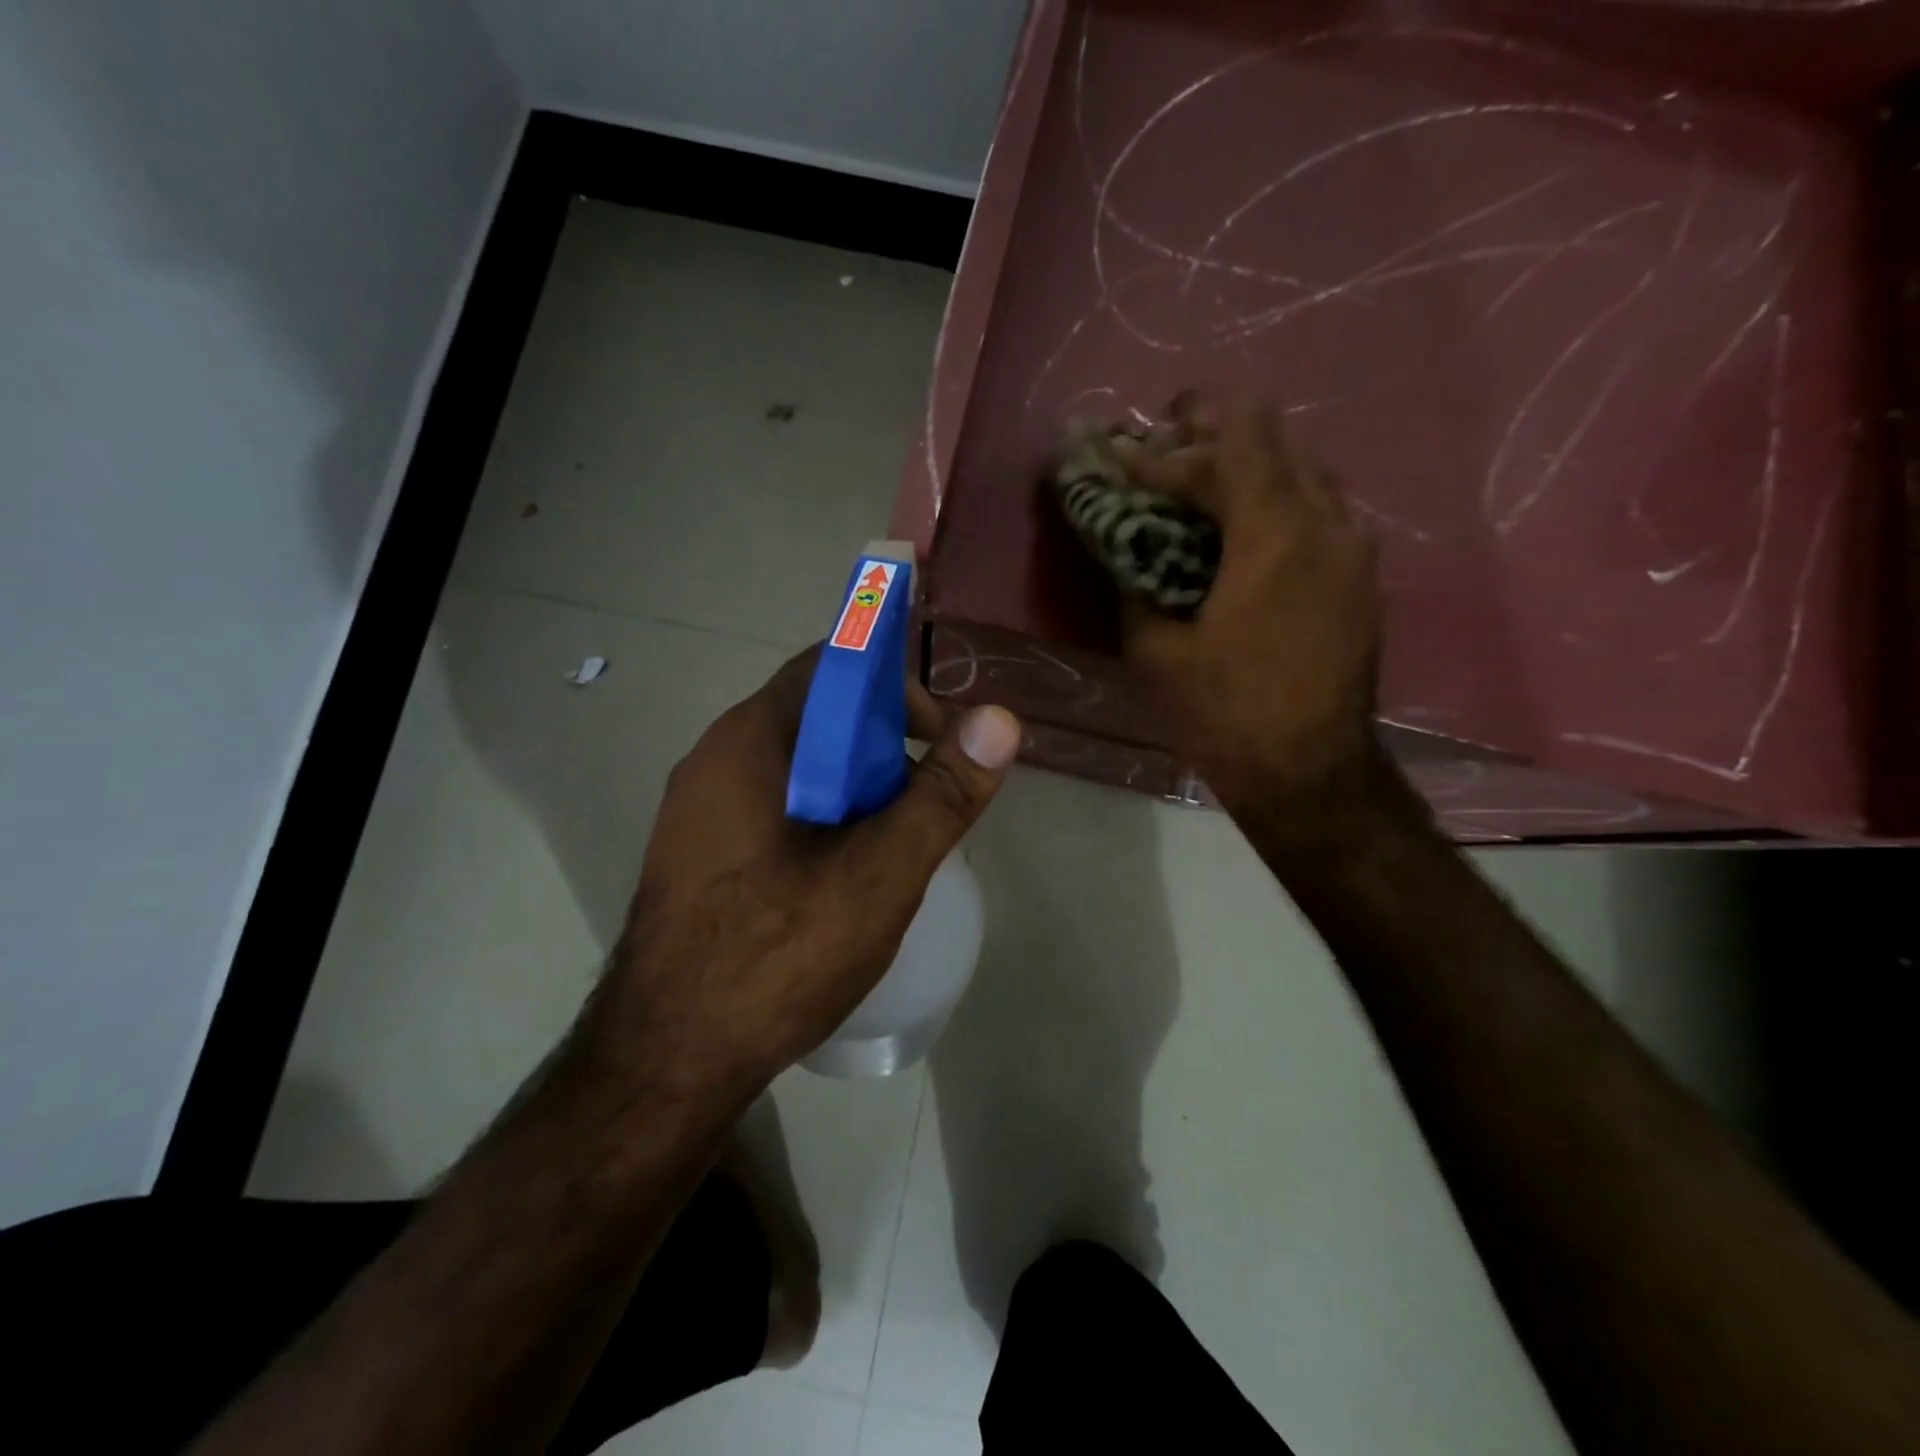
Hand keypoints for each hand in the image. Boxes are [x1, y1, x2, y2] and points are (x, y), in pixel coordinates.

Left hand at [577, 648, 1020, 1103]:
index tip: (937, 738)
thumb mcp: (880, 873)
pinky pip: (774, 806)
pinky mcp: (699, 854)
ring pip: (798, 766)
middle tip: (925, 802)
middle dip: (883, 746)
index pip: (830, 665)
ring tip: (894, 844)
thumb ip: (942, 794)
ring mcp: (699, 810)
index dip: (894, 686)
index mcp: (750, 742)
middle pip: (816, 716)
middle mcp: (715, 759)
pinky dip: (822, 817)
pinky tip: (844, 876)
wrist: (666, 1064)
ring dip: (856, 787)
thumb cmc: (777, 956)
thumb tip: (1000, 719)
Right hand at [1120, 393, 1392, 842]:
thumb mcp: (1156, 651)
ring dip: (1250, 467)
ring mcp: (1356, 548)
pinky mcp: (1364, 576)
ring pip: (1306, 468)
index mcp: (1275, 535)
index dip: (1178, 428)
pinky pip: (1322, 507)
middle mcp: (1328, 522)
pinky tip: (1242, 534)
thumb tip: (1122, 543)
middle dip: (1213, 435)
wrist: (1310, 774)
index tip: (1133, 447)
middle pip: (1276, 437)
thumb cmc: (1226, 715)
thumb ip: (1135, 582)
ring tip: (1200, 491)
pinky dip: (1278, 500)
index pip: (1235, 434)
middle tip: (1163, 456)